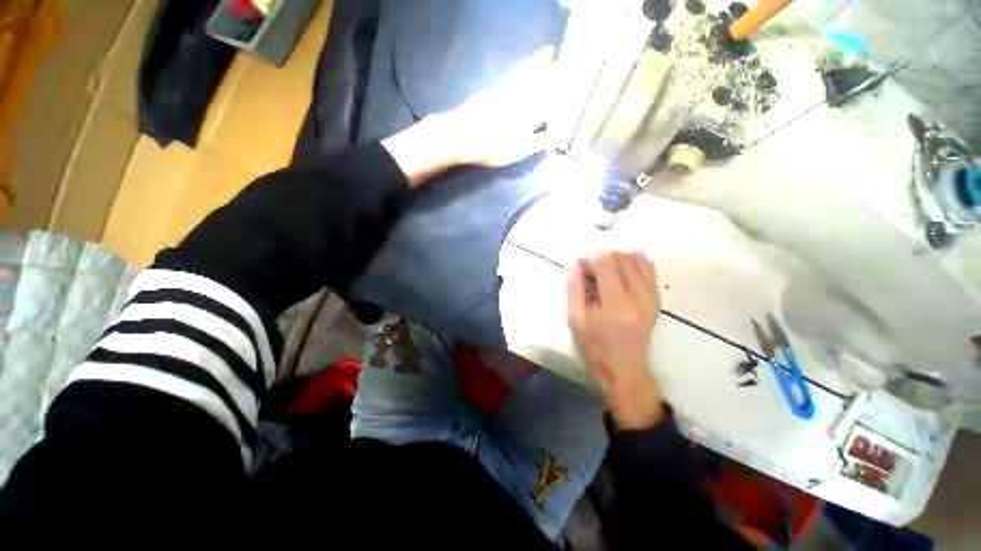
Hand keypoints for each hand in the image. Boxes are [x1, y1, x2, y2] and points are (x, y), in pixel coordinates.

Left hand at [382, 46, 555, 185]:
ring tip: (548, 54)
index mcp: (531, 113)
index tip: (568, 89)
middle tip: (563, 66)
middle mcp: (522, 97)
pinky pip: (513, 74)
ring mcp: (507, 90)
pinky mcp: (495, 88)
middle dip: (553, 74)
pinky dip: (522, 67)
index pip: (551, 100)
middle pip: (541, 81)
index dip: (560, 94)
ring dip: (539, 63)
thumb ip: (538, 142)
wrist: (464, 135)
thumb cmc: (494, 147)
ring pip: (528, 73)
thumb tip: (555, 137)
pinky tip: (524, 66)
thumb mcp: (519, 151)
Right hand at [567, 251, 664, 428]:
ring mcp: (651, 298)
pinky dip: (635, 262)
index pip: (607, 265)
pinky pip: (650, 269)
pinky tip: (622, 267)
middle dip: (602, 256)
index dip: (591, 258)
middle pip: (623, 259)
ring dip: (618, 257)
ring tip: (603, 267)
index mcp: (616, 305)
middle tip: (589, 267)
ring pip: (638, 261)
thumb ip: (574, 290)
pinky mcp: (656, 300)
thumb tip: (575, 265)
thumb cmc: (596, 347)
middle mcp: (639, 297)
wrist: (625, 369)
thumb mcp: (576, 321)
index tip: (580, 263)